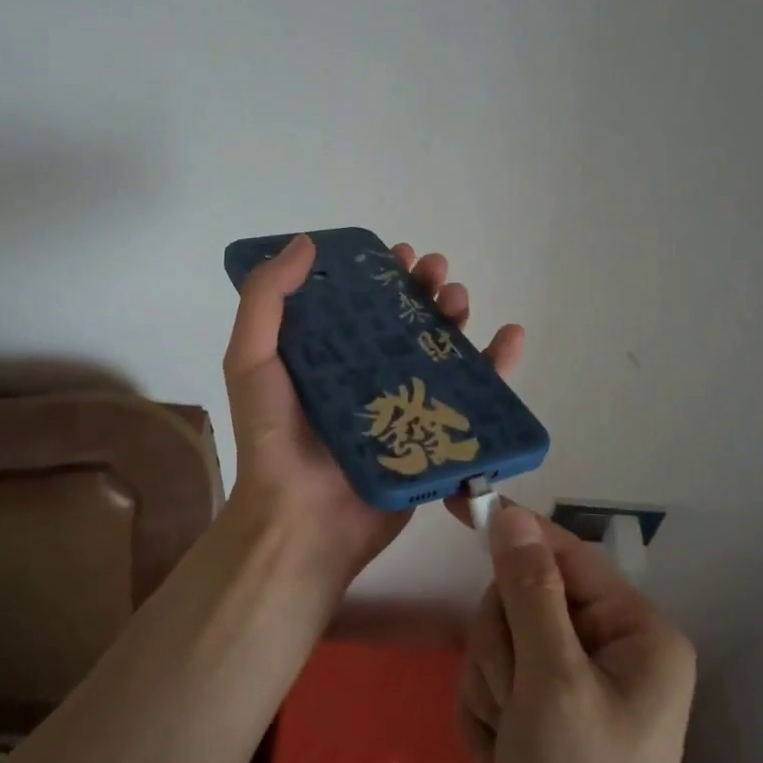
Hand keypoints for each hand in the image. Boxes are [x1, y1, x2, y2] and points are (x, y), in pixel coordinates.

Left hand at [223, 234, 522, 584]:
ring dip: (457, 317)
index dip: (382, 273)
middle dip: (426, 288)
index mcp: (329, 354)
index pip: (363, 301)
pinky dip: (498, 366)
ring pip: (442, 350)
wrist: (300, 520)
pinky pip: (473, 396)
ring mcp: (404, 405)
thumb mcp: (251, 359)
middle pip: (408, 320)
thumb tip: (305, 242)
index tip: (398, 254)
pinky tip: (511, 337)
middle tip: (436, 273)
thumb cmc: (272, 436)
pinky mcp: (433, 436)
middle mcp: (368, 374)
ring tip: (460, 299)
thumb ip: (267, 299)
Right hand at [459, 506, 697, 762]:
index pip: (562, 555)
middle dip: (502, 651)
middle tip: (517, 702)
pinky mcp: (540, 716)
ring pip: (497, 643)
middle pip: (520, 600)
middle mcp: (607, 649)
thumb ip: (530, 591)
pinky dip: (486, 720)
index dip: (514, 535)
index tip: (462, 501)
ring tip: (513, 742)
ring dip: (491, 691)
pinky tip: (505, 762)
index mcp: (634, 632)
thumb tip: (512, 515)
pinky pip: (491, 684)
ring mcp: (570, 685)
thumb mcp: (553, 683)